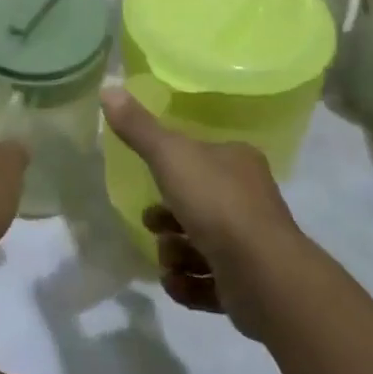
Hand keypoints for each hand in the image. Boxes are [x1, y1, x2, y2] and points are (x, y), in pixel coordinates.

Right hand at [101, 86, 308, 340]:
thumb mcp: (169, 156)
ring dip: (175, 253)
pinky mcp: (249, 286)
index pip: (201, 157)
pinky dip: (188, 285)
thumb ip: (138, 127)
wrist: (264, 276)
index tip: (150, 181)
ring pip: (201, 244)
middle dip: (168, 218)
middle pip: (197, 203)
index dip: (172, 169)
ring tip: (167, 261)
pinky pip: (208, 283)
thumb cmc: (216, 204)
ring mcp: (251, 244)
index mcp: (237, 161)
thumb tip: (108, 87)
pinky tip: (175, 283)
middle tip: (152, 225)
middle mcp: (249, 199)